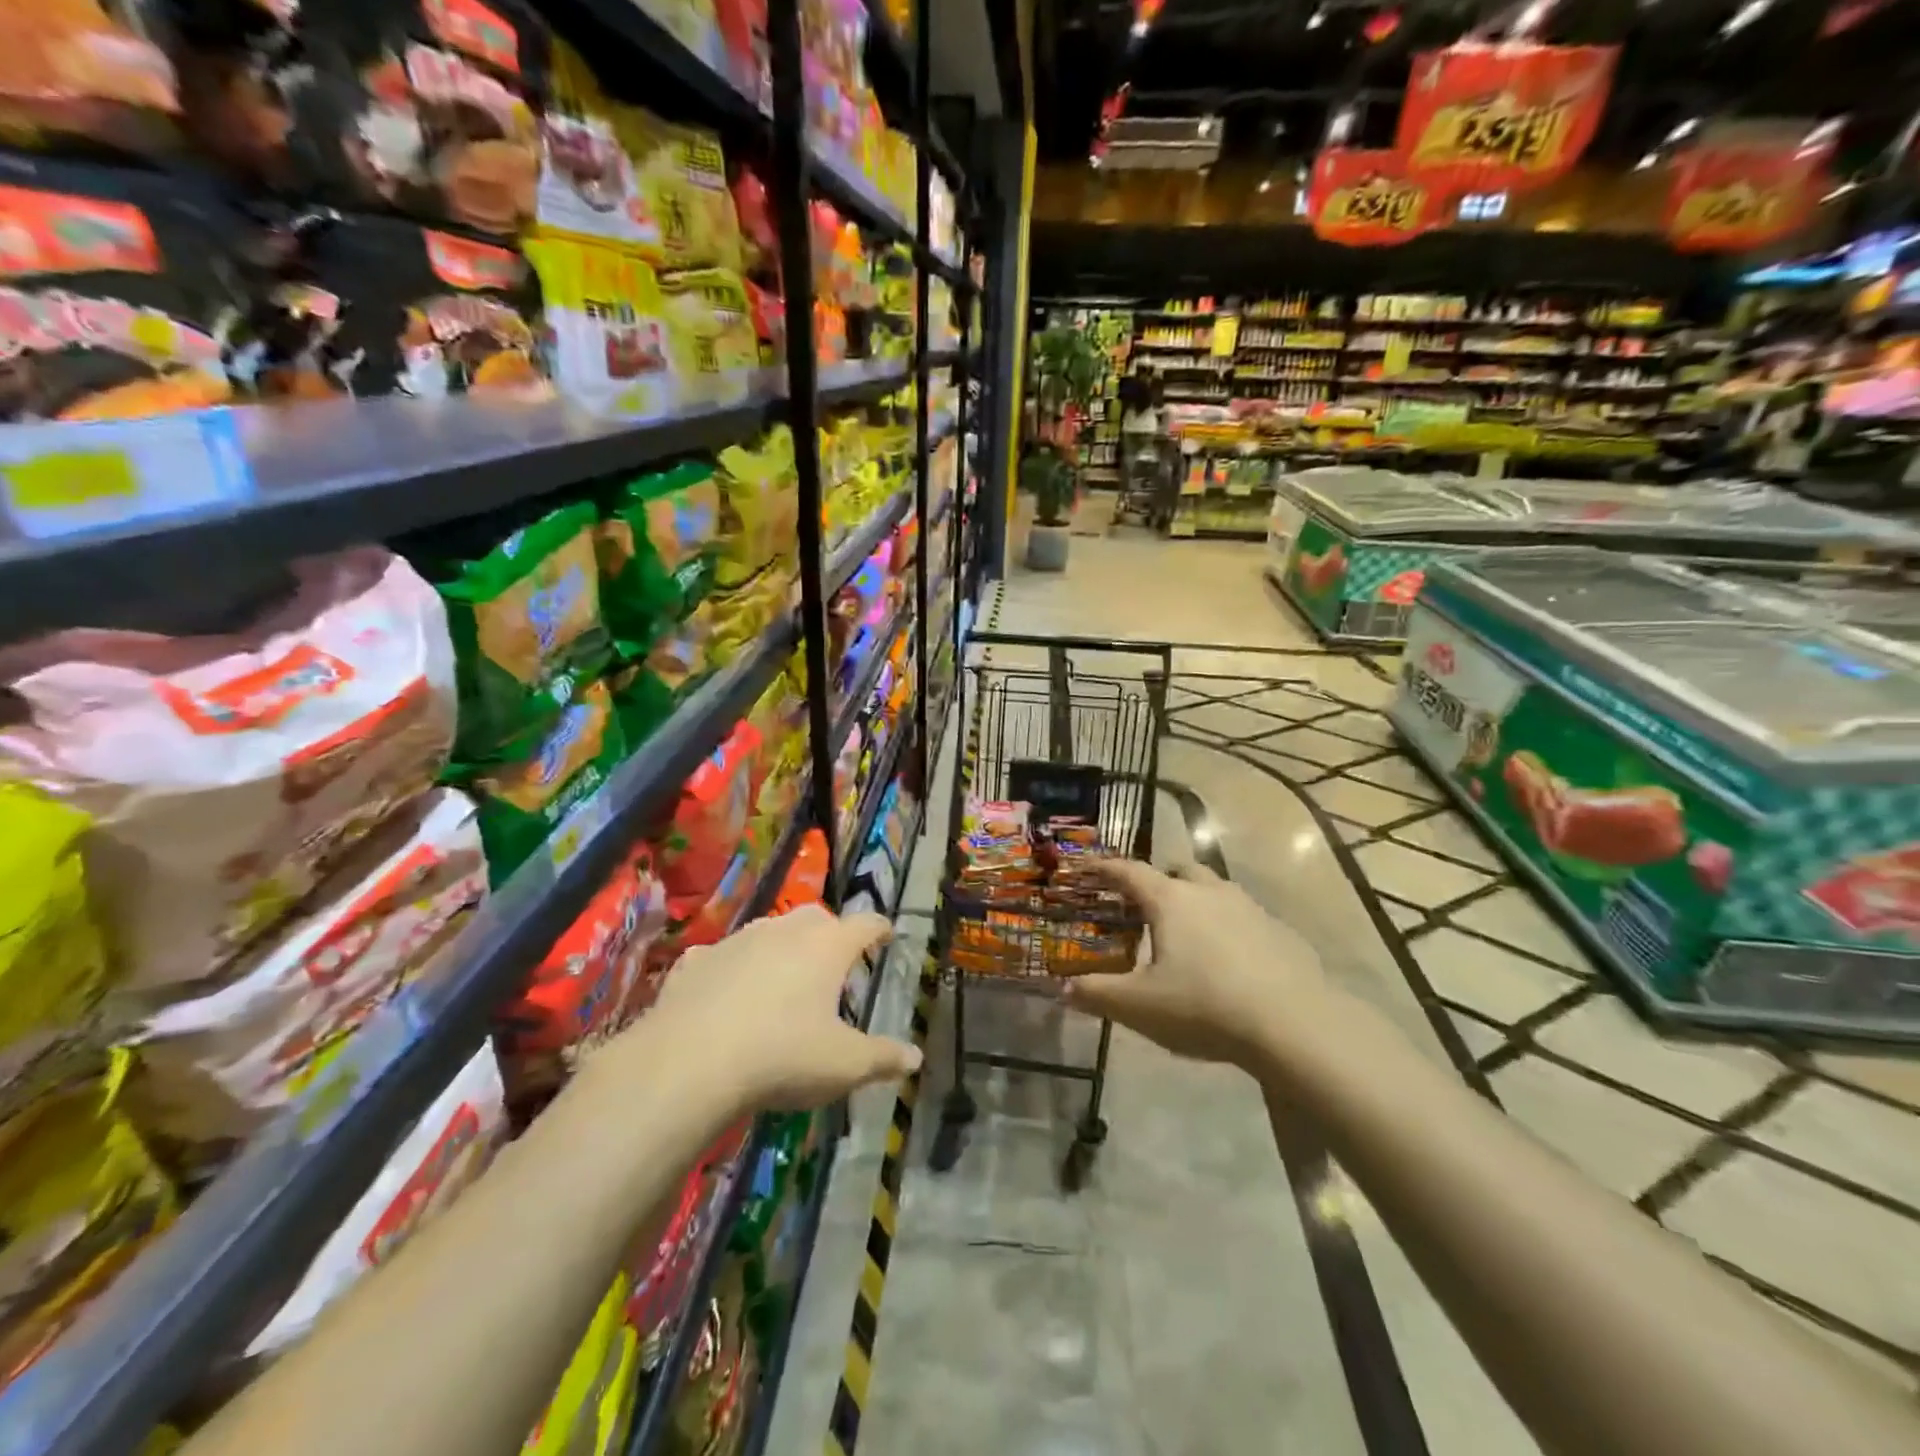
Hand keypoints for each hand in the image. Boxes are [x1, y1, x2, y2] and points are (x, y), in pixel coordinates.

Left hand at [645, 905, 922, 1110]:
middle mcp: (785, 930)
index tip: (886, 933)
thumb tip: (915, 1058)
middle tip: (834, 960)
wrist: (689, 1062)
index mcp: (828, 946)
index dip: (879, 928)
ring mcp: (737, 940)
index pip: (865, 924)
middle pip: (816, 918)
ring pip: (769, 930)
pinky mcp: (696, 960)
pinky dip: (731, 968)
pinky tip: (726, 991)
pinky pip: (722, 956)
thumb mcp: (844, 1065)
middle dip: (829, 934)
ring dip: (781, 946)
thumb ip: (883, 1058)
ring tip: (783, 975)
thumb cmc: (783, 1056)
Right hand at [1066, 859, 1330, 1069]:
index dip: (1104, 868)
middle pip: (1179, 870)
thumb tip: (1062, 989)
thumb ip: (1097, 994)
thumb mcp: (1139, 1007)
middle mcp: (1210, 892)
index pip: (1129, 871)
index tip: (1086, 866)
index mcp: (1170, 900)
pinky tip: (1231, 963)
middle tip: (1145, 907)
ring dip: (1198, 902)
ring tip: (1188, 935)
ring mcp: (1250, 909)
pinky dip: (1230, 929)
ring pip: (1216, 891)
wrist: (1293, 1026)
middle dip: (1159, 881)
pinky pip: (1246, 919)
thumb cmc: (1204, 1006)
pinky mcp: (1281, 932)